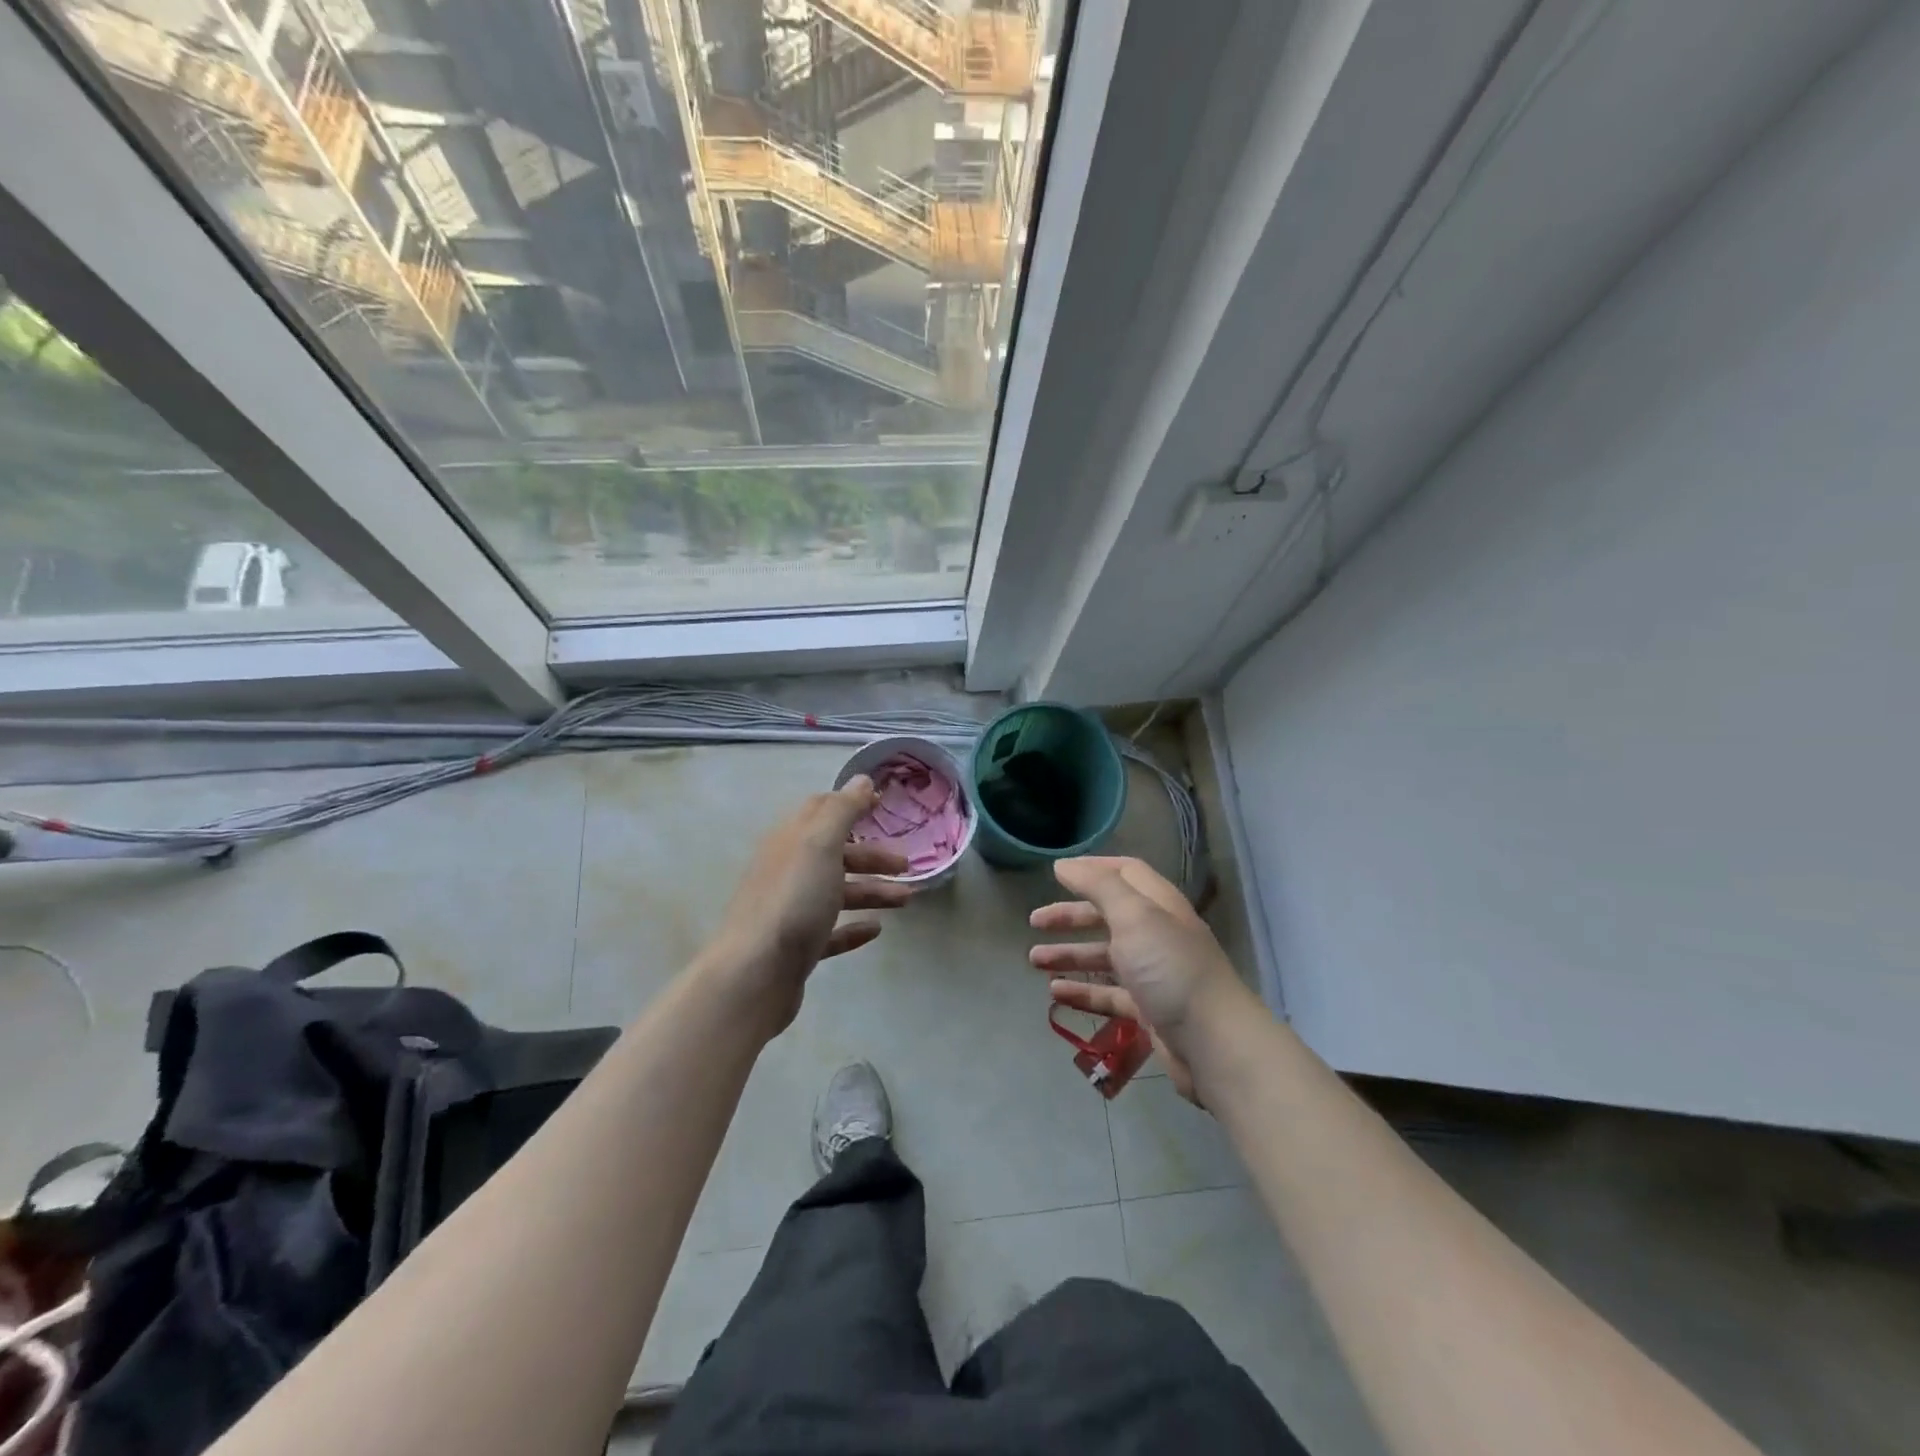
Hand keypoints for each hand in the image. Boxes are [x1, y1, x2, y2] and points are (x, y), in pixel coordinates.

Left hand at [704, 777, 910, 1035]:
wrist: (754, 974)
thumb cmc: (793, 900)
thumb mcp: (820, 844)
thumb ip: (843, 809)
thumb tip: (862, 780)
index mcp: (791, 840)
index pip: (821, 810)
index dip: (852, 804)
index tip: (885, 805)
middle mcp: (787, 870)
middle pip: (834, 853)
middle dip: (871, 855)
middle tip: (906, 863)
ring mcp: (790, 910)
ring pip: (836, 892)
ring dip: (872, 891)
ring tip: (906, 901)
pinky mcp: (796, 947)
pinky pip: (830, 931)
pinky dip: (853, 927)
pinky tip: (875, 930)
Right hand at [1030, 856, 1248, 1103]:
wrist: (1213, 1043)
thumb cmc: (1169, 968)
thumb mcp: (1133, 915)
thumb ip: (1098, 886)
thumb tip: (1064, 865)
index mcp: (1158, 904)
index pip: (1125, 873)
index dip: (1092, 869)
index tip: (1056, 873)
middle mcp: (1156, 934)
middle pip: (1108, 915)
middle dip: (1071, 916)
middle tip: (1035, 922)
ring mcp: (1154, 974)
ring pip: (1105, 956)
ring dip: (1070, 955)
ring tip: (1034, 961)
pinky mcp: (1149, 1010)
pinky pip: (1108, 994)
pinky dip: (1082, 991)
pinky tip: (1055, 994)